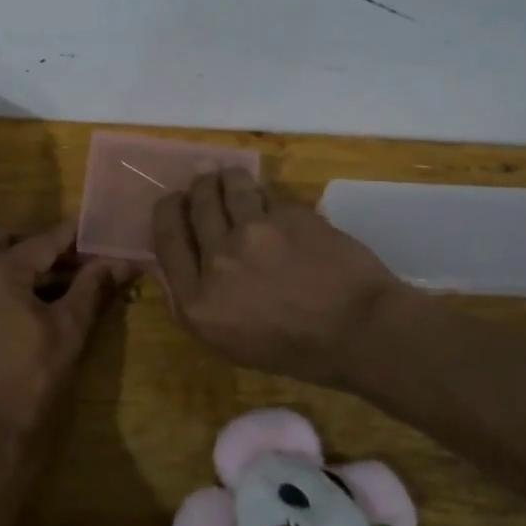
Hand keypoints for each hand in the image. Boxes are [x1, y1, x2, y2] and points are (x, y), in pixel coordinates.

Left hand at [0, 221, 132, 448]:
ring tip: (93, 271)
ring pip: (18, 259)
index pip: (49, 236)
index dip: (83, 235)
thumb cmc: (35, 370)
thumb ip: (94, 284)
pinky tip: (71, 291)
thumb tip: (125, 258)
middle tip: (95, 253)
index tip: (114, 231)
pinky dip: (38, 279)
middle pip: (25, 239)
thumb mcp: (71, 323)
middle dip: (59, 244)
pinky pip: (13, 279)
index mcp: (1, 266)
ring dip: (51, 262)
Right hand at [151, 169, 401, 386]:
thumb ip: (196, 302)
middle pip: (195, 204)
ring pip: (229, 186)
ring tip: (229, 176)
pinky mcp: (289, 215)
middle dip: (197, 187)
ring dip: (226, 177)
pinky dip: (266, 197)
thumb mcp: (228, 342)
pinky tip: (272, 204)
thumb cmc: (294, 350)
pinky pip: (268, 196)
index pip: (166, 237)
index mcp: (197, 299)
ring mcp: (254, 232)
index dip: (167, 211)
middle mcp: (218, 259)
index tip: (174, 202)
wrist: (359, 332)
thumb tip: (178, 261)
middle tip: (203, 180)